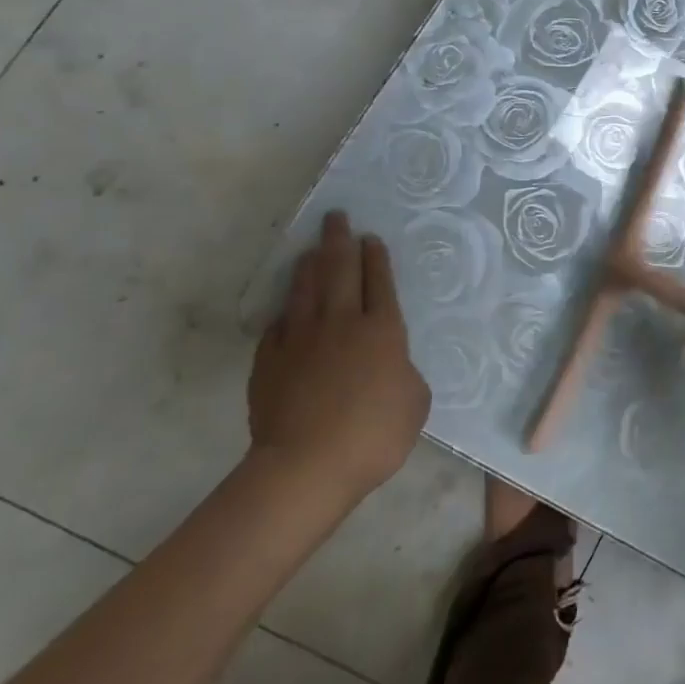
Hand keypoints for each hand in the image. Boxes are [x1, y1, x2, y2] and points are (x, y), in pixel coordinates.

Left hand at [247, 212, 428, 505]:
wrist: (306, 466)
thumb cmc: (373, 434)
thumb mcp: (415, 402)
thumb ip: (405, 373)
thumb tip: (391, 366)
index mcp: (383, 329)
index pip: (380, 281)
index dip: (375, 257)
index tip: (369, 238)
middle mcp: (342, 322)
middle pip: (340, 271)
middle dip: (340, 241)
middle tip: (336, 217)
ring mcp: (301, 339)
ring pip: (305, 290)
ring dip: (310, 266)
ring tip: (312, 249)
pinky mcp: (270, 361)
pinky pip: (278, 326)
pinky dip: (284, 312)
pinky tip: (285, 309)